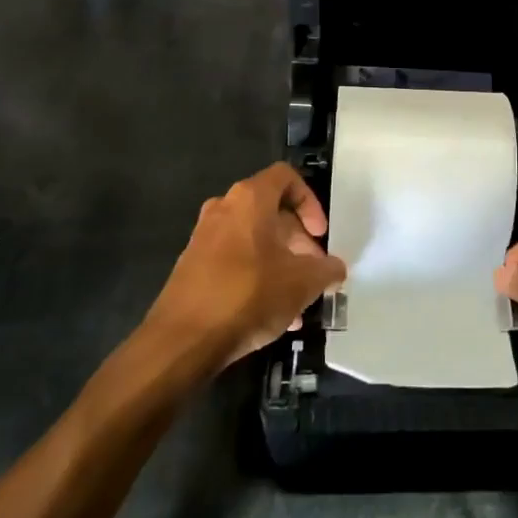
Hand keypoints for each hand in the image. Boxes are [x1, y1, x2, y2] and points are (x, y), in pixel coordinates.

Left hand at [145, 164, 346, 365]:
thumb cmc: (248, 296)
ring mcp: (204, 237)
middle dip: (299, 242)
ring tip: (299, 302)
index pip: (286, 178)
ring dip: (282, 264)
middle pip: (272, 212)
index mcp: (250, 200)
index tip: (320, 234)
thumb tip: (335, 268)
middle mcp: (224, 209)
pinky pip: (235, 260)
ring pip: (255, 241)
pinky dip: (258, 276)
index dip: (310, 202)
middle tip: (315, 272)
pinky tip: (273, 313)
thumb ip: (327, 270)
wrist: (182, 340)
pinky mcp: (193, 266)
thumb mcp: (302, 283)